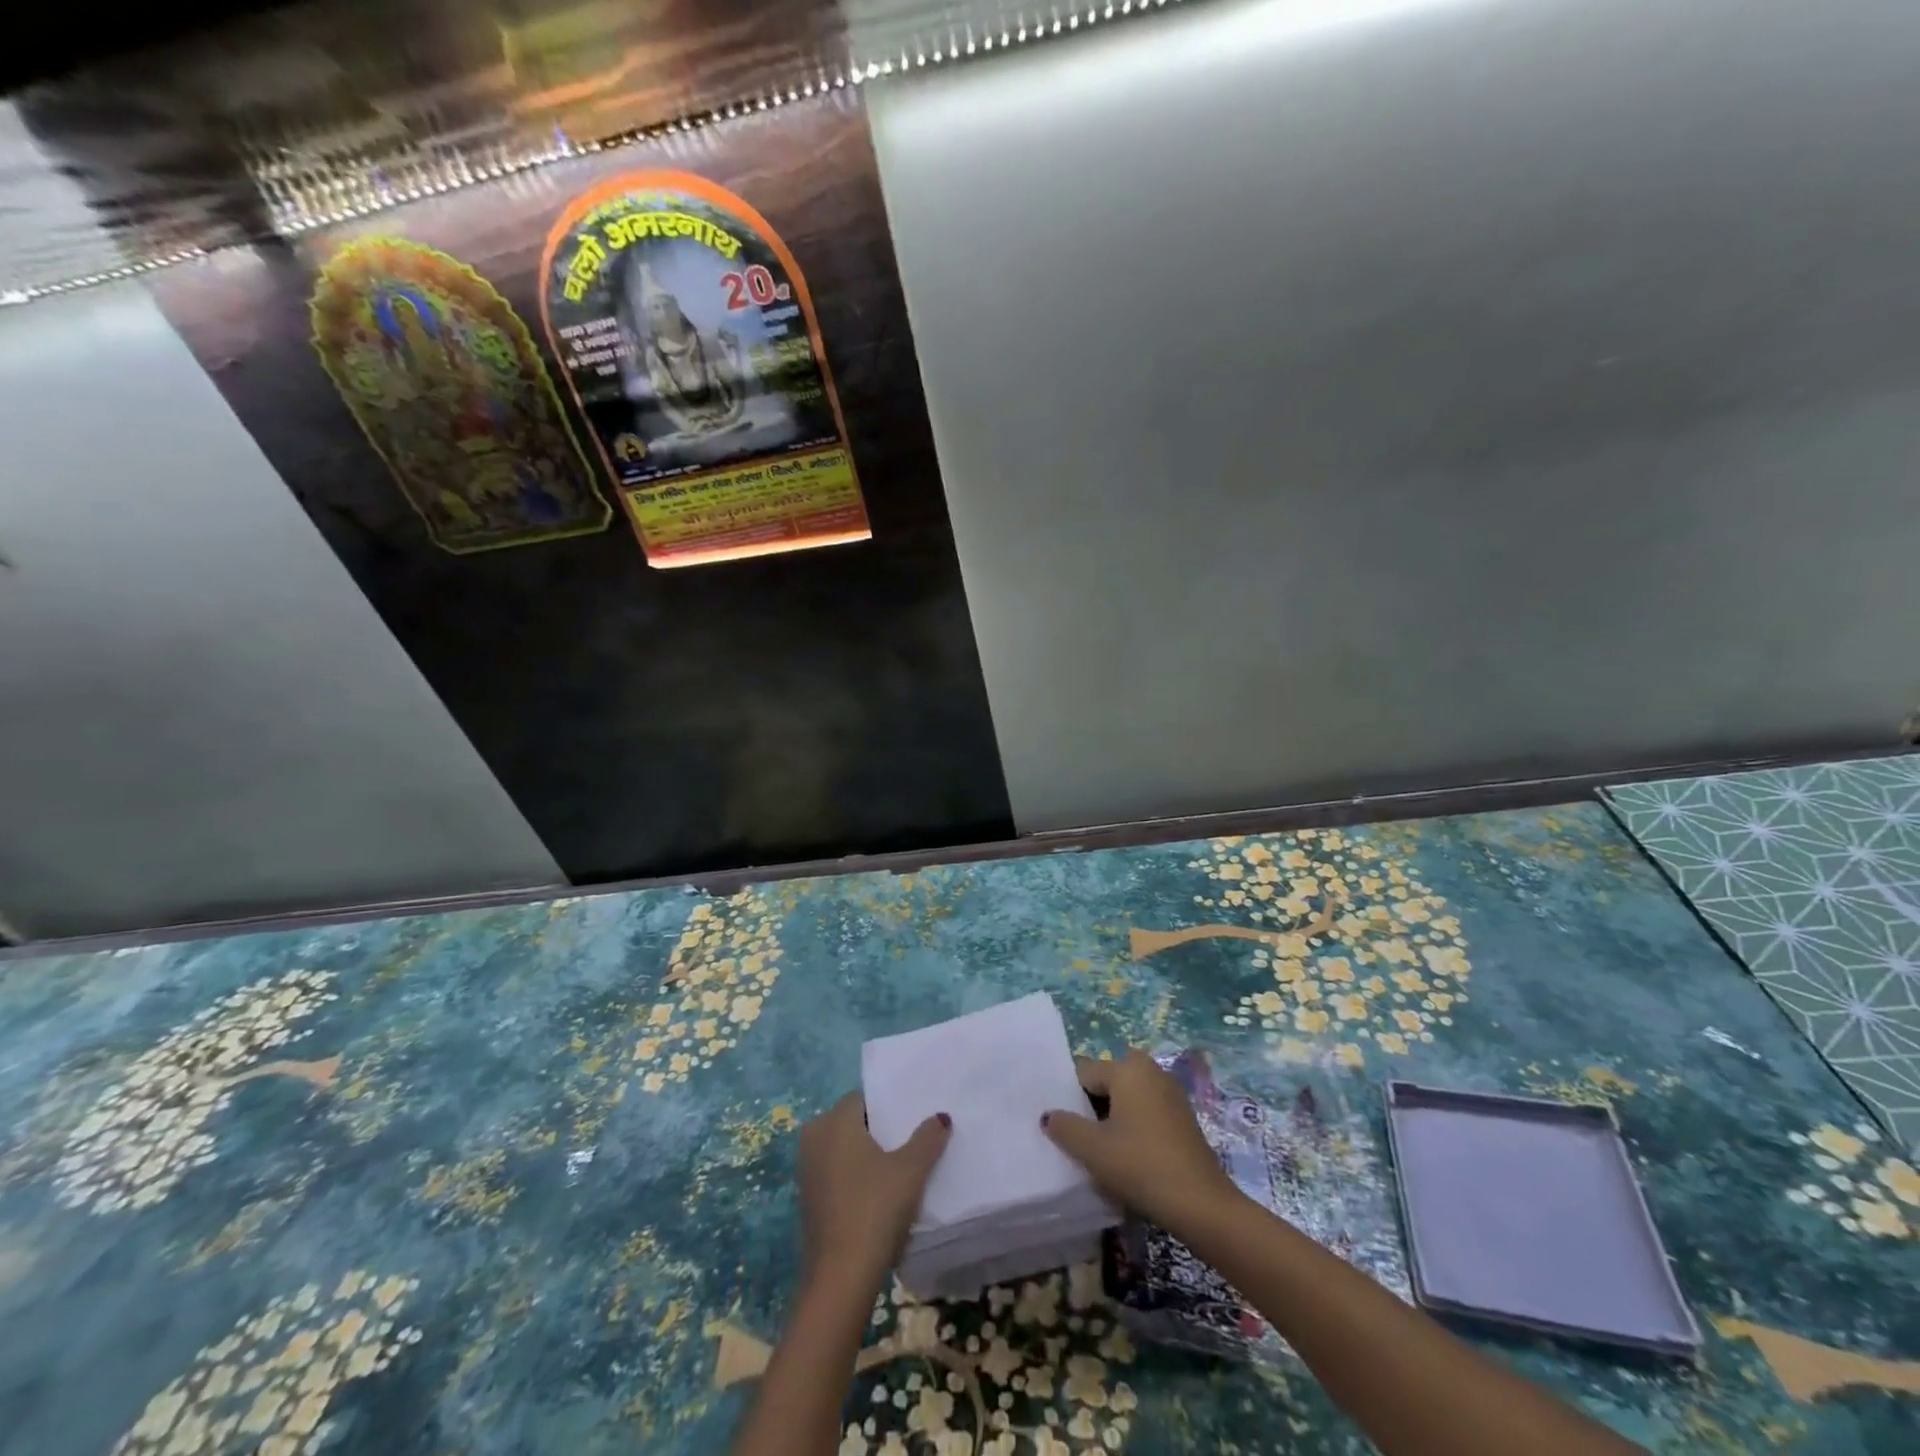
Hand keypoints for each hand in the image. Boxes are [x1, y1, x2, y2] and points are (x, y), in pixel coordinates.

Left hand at [799, 1093, 950, 1291]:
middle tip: (908, 1141)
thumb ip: (928, 1138)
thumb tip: (940, 1117)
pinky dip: (853, 1177)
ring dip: (865, 1155)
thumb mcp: (911, 1170)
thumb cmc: (875, 1209)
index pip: (863, 1099)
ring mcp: (807, 1170)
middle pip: (851, 1123)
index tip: (910, 1118)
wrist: (839, 1278)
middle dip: (877, 1130)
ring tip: (898, 1167)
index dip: (887, 1106)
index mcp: (834, 1121)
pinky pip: (835, 1173)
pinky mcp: (807, 1199)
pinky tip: (877, 1194)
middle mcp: (814, 1137)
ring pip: (842, 1149)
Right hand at [1041, 1048, 1238, 1233]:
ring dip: (1112, 1117)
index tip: (1060, 1124)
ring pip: (1127, 1096)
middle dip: (1091, 1104)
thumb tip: (1049, 1115)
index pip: (1084, 1072)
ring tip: (1100, 1149)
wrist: (1201, 1205)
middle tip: (1078, 1136)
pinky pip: (1145, 1110)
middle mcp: (1150, 1070)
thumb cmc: (1141, 1166)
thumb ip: (1065, 1127)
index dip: (1067, 1096)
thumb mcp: (1093, 1149)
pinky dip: (1132, 1125)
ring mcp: (1170, 1092)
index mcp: (1127, 1068)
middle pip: (1107, 1081)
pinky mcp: (1182, 1116)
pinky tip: (1127, 1155)